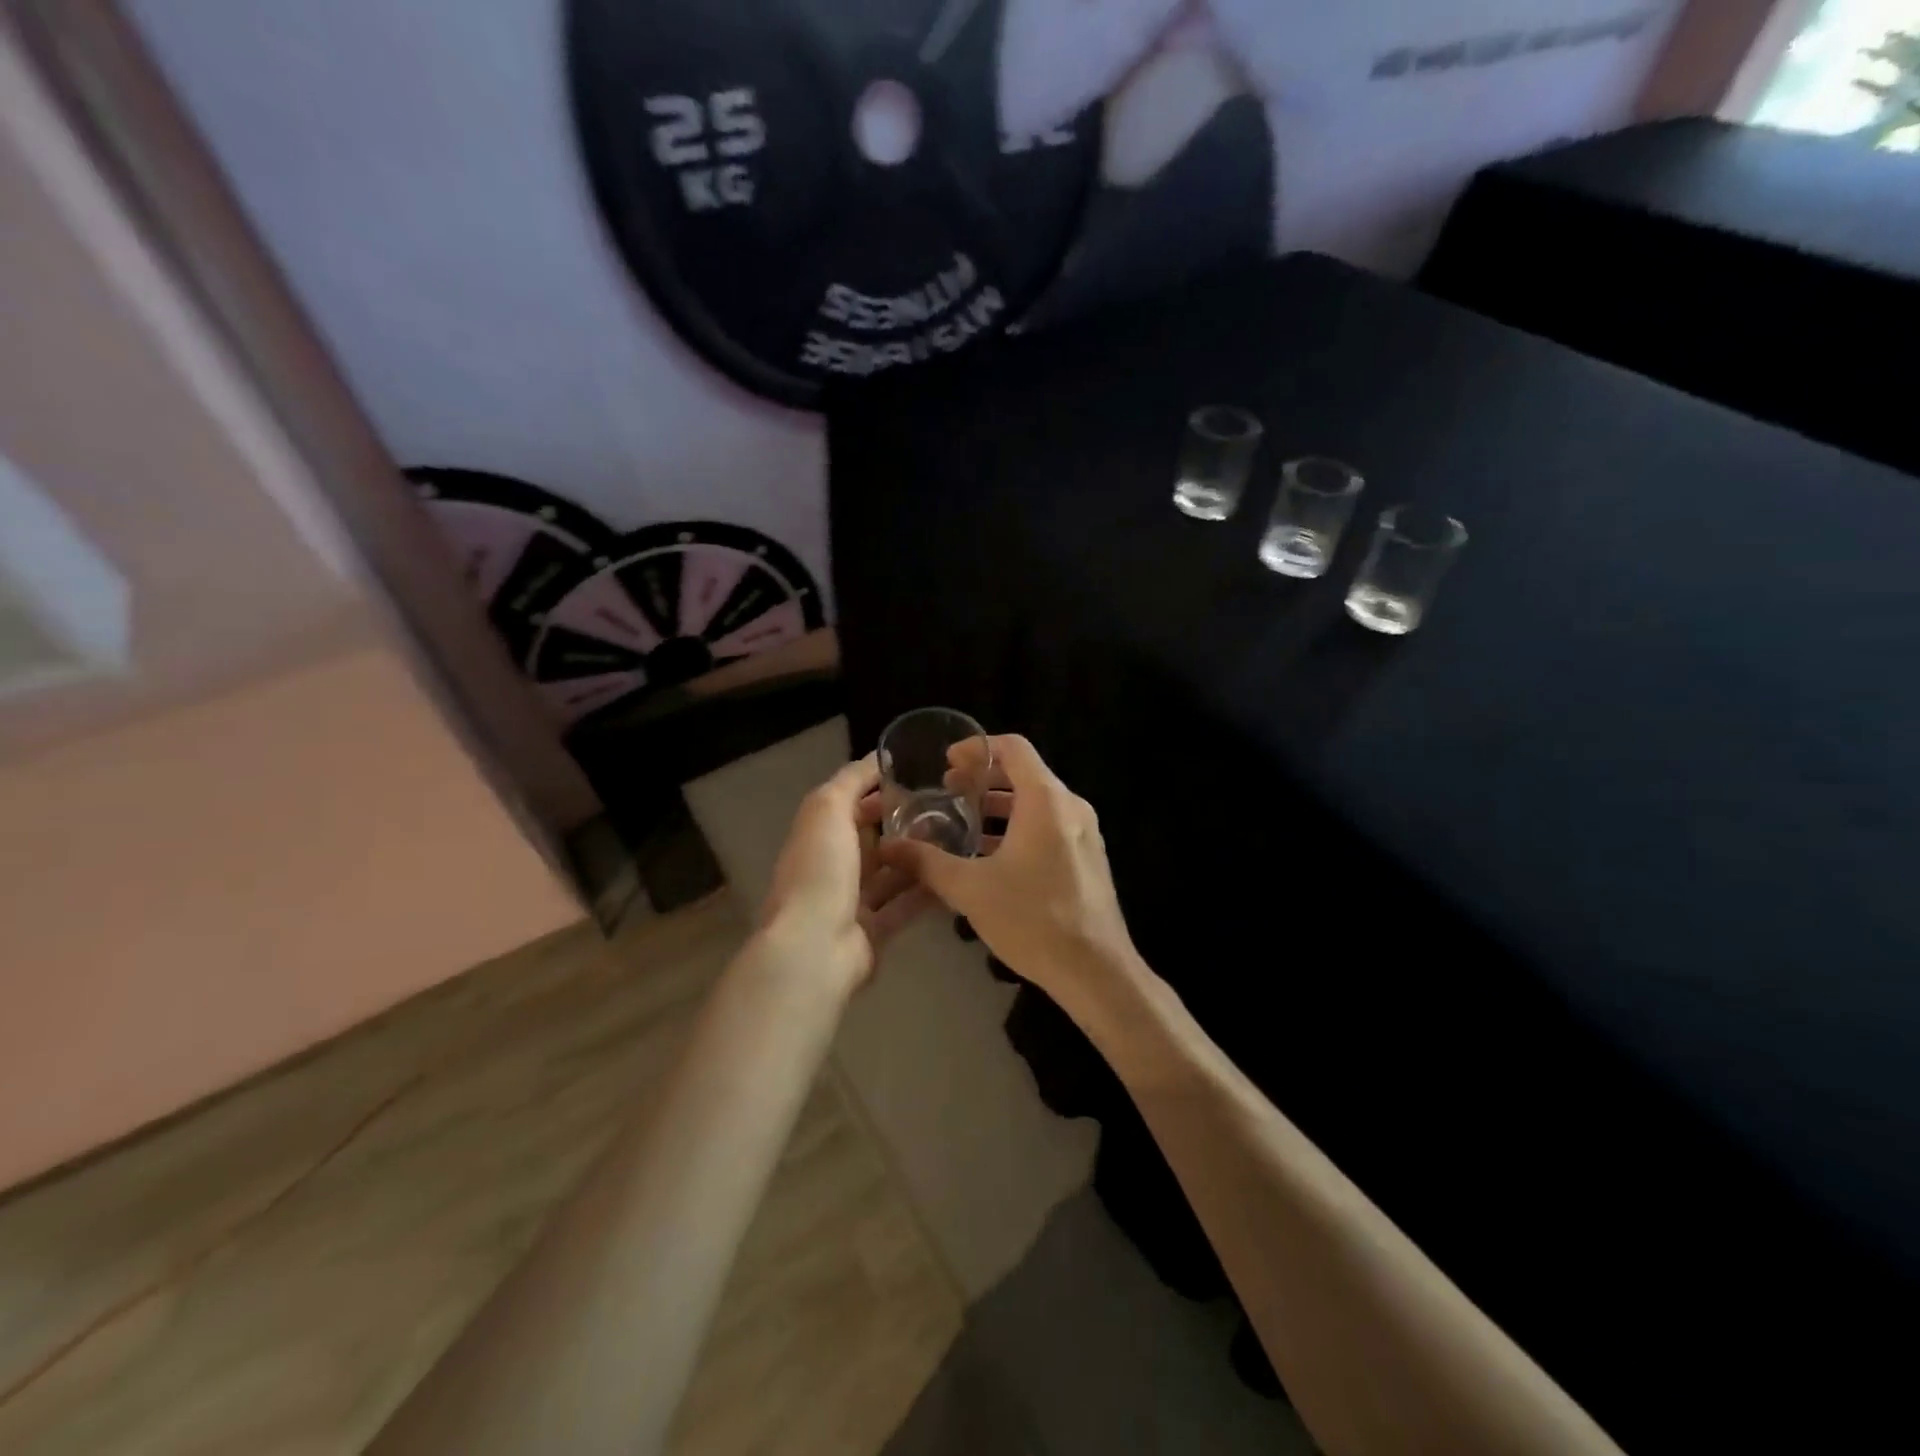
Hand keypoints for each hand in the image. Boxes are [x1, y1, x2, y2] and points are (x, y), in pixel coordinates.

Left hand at [757, 753, 935, 994]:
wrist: (815, 948)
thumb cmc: (820, 870)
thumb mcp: (828, 808)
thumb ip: (851, 780)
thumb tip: (878, 757)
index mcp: (818, 835)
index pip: (850, 804)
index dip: (880, 789)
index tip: (920, 777)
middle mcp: (833, 866)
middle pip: (873, 839)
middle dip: (905, 824)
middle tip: (949, 809)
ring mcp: (852, 901)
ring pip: (891, 873)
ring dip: (919, 858)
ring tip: (959, 838)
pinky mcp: (874, 931)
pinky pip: (904, 906)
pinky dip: (926, 892)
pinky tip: (955, 876)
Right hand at [879, 735, 1136, 1001]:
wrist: (1096, 971)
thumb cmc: (1033, 919)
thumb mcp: (970, 889)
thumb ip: (927, 862)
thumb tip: (888, 847)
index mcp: (1045, 800)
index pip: (1013, 748)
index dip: (977, 748)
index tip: (947, 762)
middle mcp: (1070, 806)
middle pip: (1024, 773)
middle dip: (984, 778)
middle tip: (947, 791)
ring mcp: (1083, 833)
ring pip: (1036, 802)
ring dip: (999, 806)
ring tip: (962, 822)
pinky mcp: (1087, 857)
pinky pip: (1049, 826)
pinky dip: (1018, 828)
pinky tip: (990, 856)